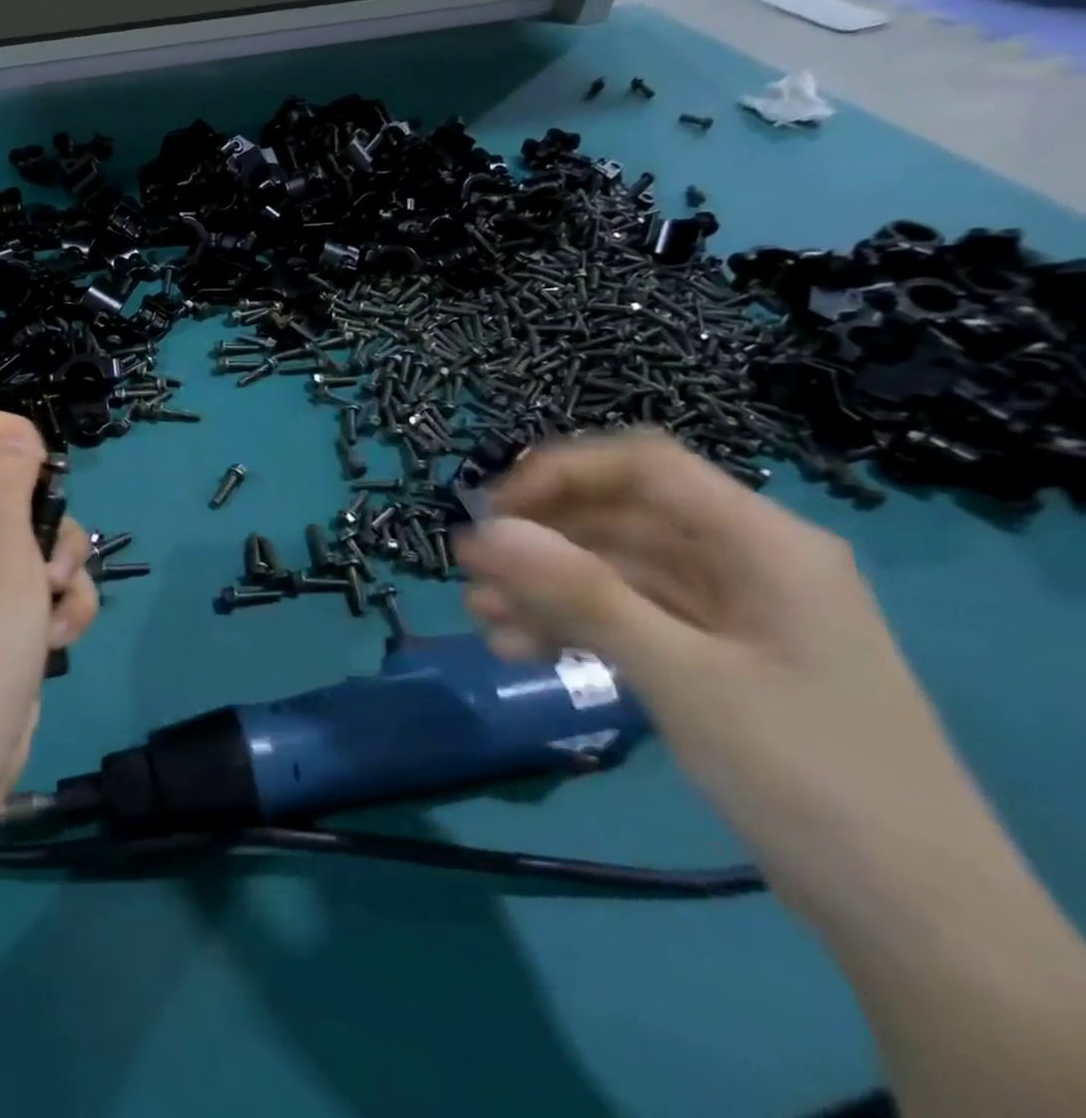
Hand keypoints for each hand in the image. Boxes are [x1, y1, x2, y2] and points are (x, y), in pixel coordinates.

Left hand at [0, 406, 98, 814]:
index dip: (8, 435)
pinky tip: (56, 640)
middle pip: (9, 482)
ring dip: (64, 571)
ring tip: (52, 614)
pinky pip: (40, 582)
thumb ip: (9, 483)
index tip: (46, 474)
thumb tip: (20, 442)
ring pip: (36, 535)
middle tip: (49, 564)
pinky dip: (60, 606)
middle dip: (48, 520)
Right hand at [452, 431, 975, 910]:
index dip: (560, 473)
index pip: (644, 466)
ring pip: (613, 570)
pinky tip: (518, 648)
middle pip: (620, 517)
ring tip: (483, 620)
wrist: (913, 918)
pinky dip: (570, 625)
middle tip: (471, 572)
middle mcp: (743, 561)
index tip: (492, 513)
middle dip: (540, 541)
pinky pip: (625, 617)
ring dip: (544, 588)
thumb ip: (580, 594)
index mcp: (762, 542)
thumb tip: (484, 532)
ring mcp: (726, 611)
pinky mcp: (710, 656)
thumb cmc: (806, 775)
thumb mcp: (683, 676)